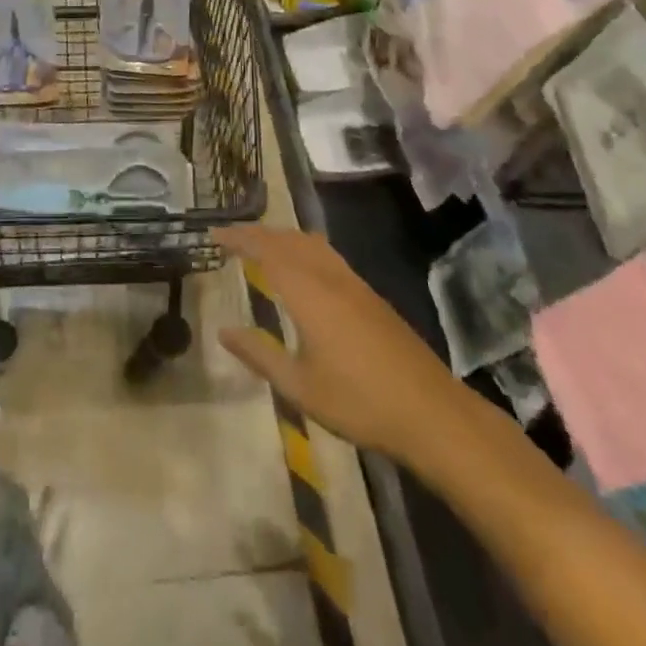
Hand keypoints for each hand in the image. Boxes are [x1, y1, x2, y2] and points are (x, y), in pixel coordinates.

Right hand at [212, 225, 484, 479]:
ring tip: (261, 246)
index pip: (266, 250)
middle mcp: (329, 276)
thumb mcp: (300, 387)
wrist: (431, 412)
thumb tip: (223, 331)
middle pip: (288, 239)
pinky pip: (327, 255)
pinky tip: (303, 268)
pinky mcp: (370, 295)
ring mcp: (354, 283)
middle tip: (231, 237)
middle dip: (257, 233)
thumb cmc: (359, 402)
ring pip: (311, 243)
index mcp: (308, 292)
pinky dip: (303, 248)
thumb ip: (260, 355)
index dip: (239, 238)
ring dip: (282, 237)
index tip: (214, 234)